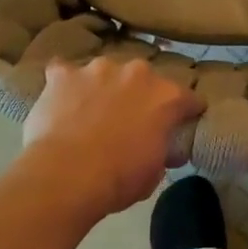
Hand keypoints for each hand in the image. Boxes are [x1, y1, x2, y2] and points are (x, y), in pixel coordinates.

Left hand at [21, 57, 203, 215]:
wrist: (67, 176)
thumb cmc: (119, 178)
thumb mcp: (154, 172)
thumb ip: (162, 150)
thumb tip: (165, 150)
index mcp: (166, 97)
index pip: (187, 99)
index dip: (186, 113)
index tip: (181, 124)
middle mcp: (136, 73)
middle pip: (144, 80)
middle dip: (139, 96)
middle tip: (129, 121)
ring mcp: (97, 69)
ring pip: (105, 73)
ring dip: (103, 87)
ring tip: (90, 112)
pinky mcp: (63, 74)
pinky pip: (64, 72)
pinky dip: (65, 85)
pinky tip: (60, 100)